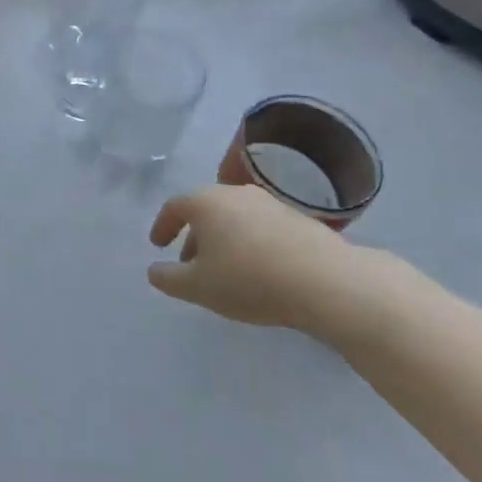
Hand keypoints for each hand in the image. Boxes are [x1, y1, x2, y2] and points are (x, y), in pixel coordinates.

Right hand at [147, 185, 383, 335]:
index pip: (174, 207)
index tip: (158, 246)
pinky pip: (262, 227)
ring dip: (224, 240)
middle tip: (191, 265)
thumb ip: (169, 278)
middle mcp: (235, 193)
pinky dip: (251, 243)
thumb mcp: (198, 287)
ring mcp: (269, 203)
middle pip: (205, 211)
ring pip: (235, 218)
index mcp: (206, 202)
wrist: (326, 281)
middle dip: (194, 237)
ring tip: (226, 271)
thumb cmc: (249, 279)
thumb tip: (154, 270)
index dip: (162, 226)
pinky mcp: (298, 219)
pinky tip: (260, 271)